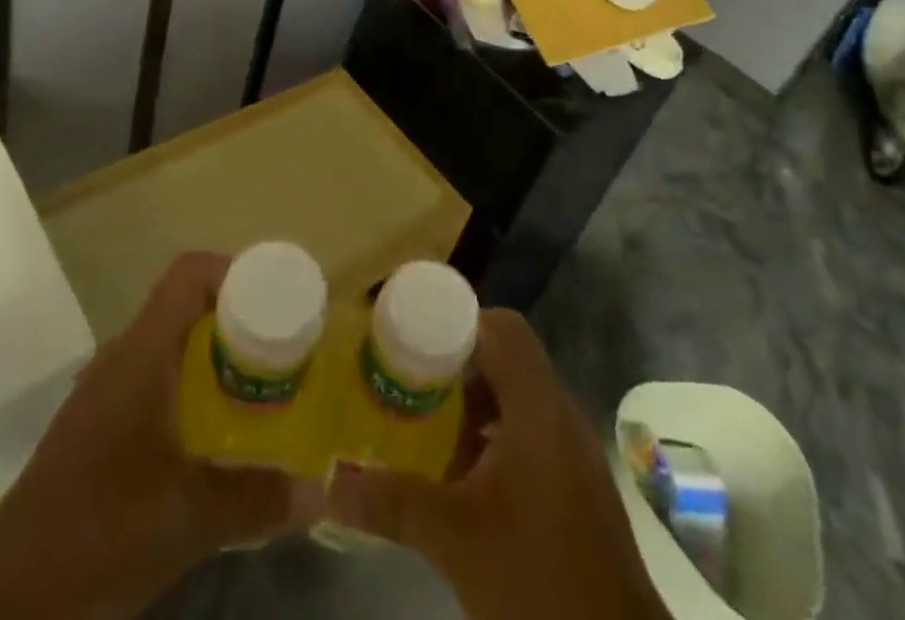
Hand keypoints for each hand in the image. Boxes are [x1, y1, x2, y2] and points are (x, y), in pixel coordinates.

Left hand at [0, 252, 322, 619]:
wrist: (3, 599)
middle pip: (185, 307)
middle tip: (282, 351)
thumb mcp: (188, 519)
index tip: (277, 301)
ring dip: (214, 358)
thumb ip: (256, 500)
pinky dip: (191, 390)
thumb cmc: (99, 532)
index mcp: (142, 352)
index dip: (235, 271)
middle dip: (237, 320)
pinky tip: (212, 437)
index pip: (189, 274)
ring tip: (259, 389)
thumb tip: (319, 494)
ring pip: (170, 347)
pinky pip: (155, 382)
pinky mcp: (98, 429)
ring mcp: (105, 393)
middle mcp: (123, 358)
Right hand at [326, 309, 668, 619]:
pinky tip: (460, 480)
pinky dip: (491, 438)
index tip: (411, 339)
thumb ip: (390, 501)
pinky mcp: (576, 486)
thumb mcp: (453, 538)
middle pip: (505, 359)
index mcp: (537, 407)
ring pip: (516, 398)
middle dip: (453, 365)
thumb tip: (328, 482)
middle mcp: (559, 415)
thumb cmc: (538, 583)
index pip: (501, 327)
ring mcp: (573, 452)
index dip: (457, 321)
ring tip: (424, 429)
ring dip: (471, 405)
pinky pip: (528, 433)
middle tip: (405, 381)